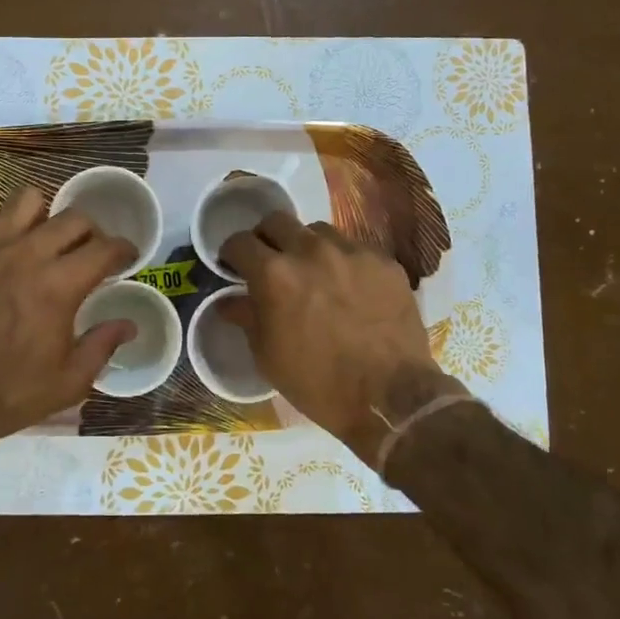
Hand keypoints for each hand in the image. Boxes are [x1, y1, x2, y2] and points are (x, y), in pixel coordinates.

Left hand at [0, 189, 136, 467]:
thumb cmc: (5, 394)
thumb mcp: (67, 383)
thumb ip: (102, 346)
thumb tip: (129, 323)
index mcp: (60, 285)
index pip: (106, 247)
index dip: (124, 249)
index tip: (125, 258)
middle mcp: (28, 253)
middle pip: (73, 218)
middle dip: (89, 233)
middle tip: (84, 253)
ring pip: (27, 199)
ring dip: (41, 216)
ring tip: (37, 238)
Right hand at [219, 212, 460, 459]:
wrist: (391, 397)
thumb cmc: (318, 382)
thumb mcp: (268, 356)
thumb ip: (246, 318)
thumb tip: (228, 301)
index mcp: (274, 274)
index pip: (239, 242)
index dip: (231, 253)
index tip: (233, 266)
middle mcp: (311, 250)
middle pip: (277, 221)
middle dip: (266, 238)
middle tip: (270, 262)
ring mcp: (352, 252)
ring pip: (318, 231)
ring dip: (306, 246)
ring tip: (313, 273)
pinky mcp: (384, 262)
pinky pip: (354, 249)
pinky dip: (343, 262)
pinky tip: (349, 288)